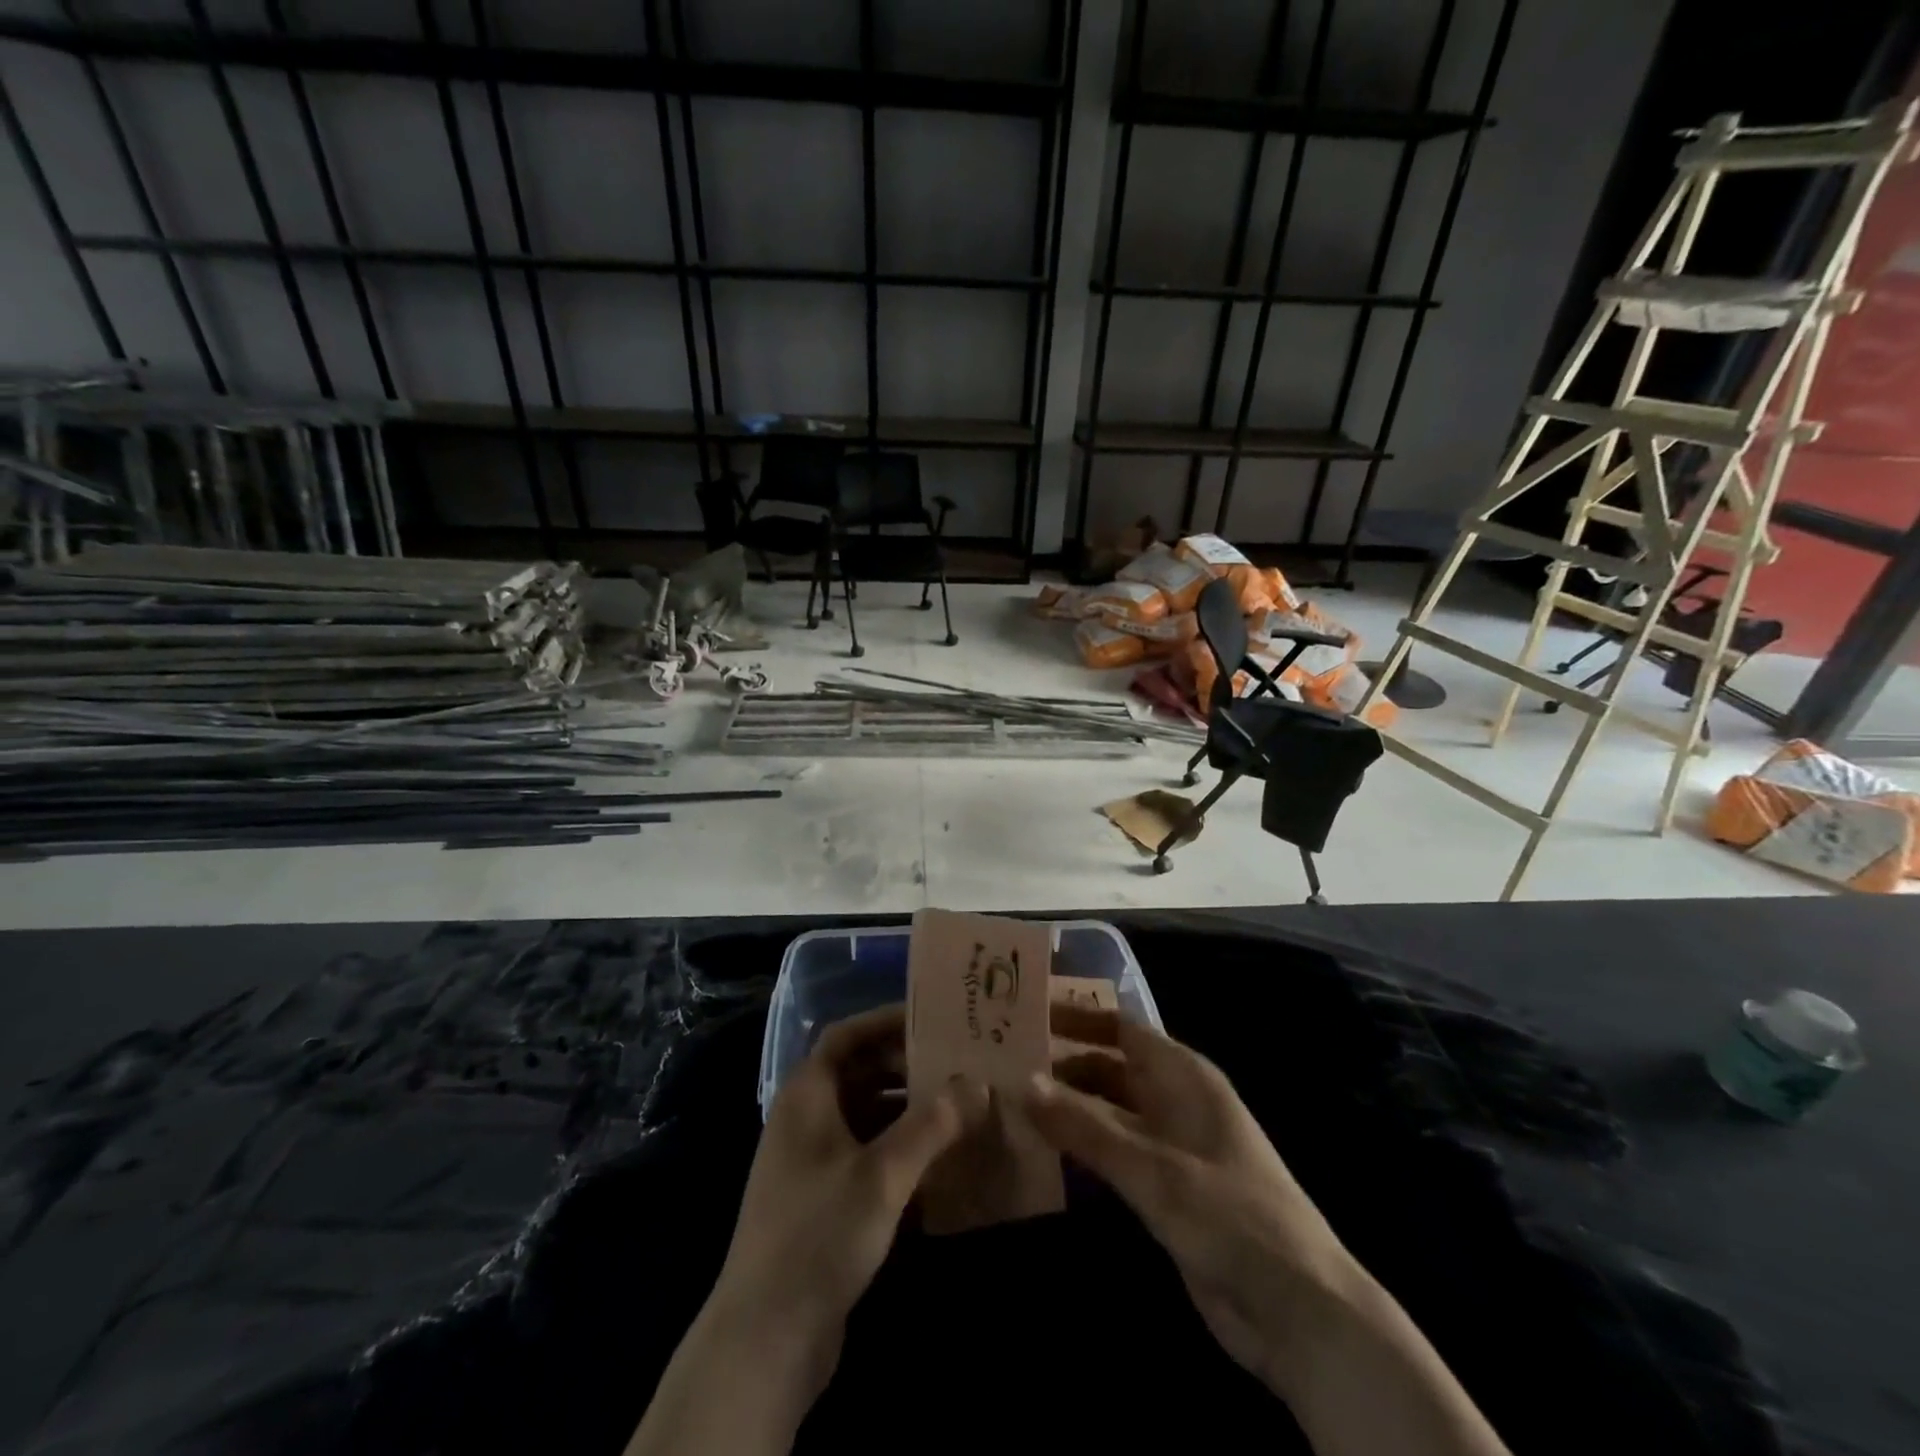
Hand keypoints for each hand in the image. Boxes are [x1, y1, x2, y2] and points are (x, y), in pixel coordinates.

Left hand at [627, 1004, 984, 1455]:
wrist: (766, 1337)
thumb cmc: (820, 1233)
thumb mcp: (882, 1174)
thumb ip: (931, 1125)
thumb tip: (976, 1084)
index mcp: (807, 1095)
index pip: (846, 1035)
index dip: (886, 1021)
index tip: (932, 1019)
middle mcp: (805, 1118)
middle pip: (859, 1073)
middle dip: (906, 1067)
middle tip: (957, 1065)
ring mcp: (812, 1161)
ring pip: (865, 1116)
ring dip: (907, 1110)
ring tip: (958, 1108)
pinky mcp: (823, 1200)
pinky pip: (866, 1155)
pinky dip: (898, 1150)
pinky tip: (938, 1163)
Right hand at [1026, 1005, 1509, 1455]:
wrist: (1300, 1312)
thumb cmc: (1232, 1218)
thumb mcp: (1155, 1169)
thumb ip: (1088, 1127)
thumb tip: (1023, 1082)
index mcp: (1183, 1076)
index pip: (1120, 1027)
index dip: (1076, 1015)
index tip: (1024, 1011)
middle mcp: (1174, 1101)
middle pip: (1110, 1067)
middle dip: (1062, 1064)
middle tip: (1002, 1063)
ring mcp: (1171, 1146)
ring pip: (1108, 1113)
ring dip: (1067, 1108)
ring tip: (1008, 1104)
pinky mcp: (1165, 1190)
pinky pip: (1114, 1155)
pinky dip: (1082, 1149)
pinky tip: (1042, 1154)